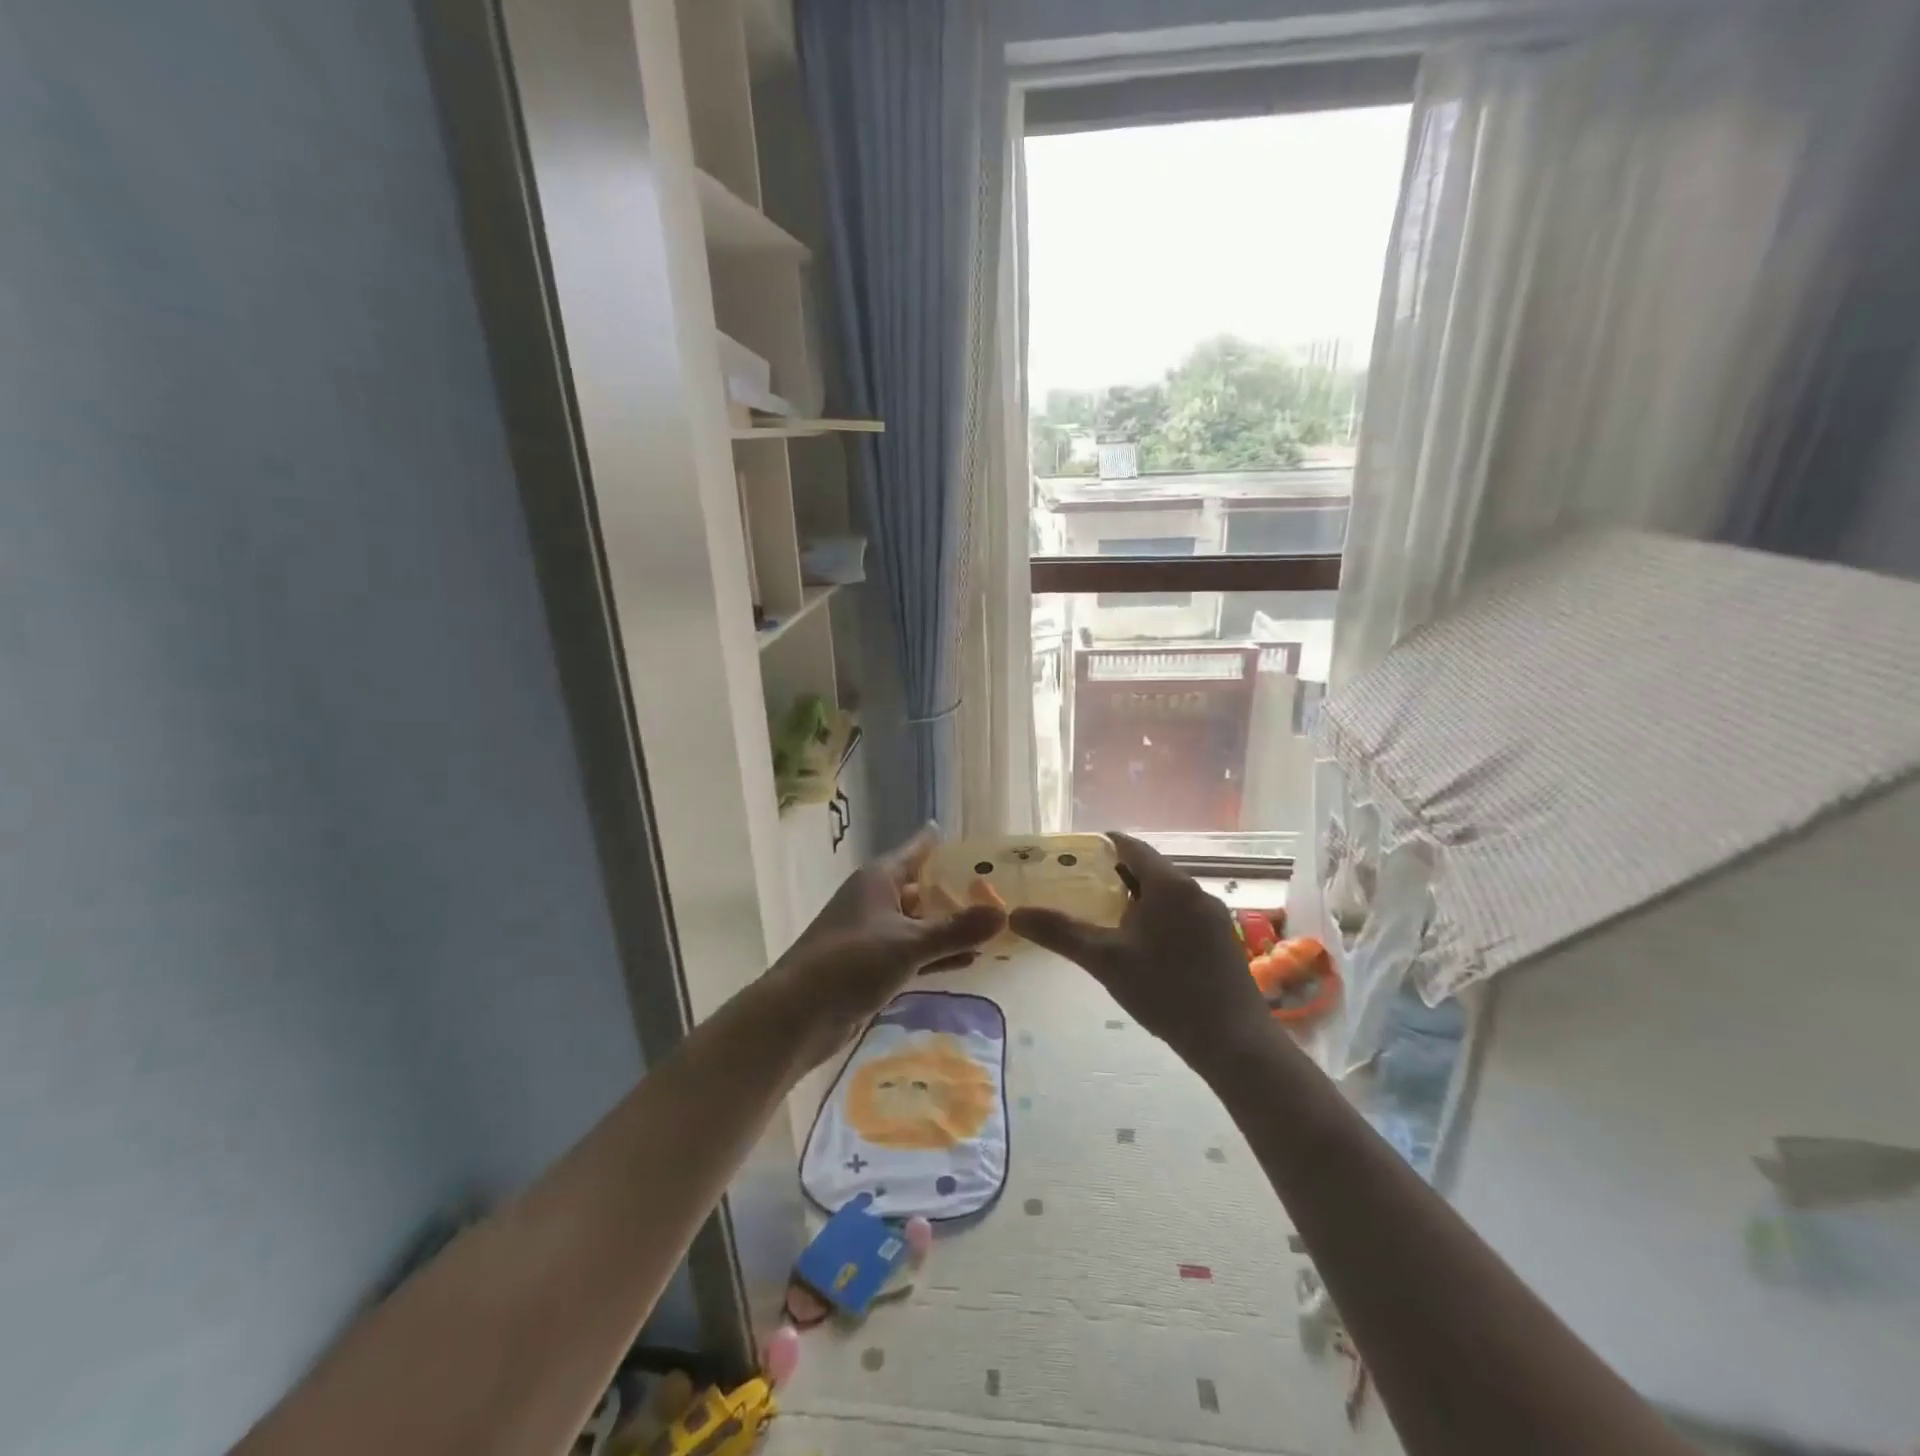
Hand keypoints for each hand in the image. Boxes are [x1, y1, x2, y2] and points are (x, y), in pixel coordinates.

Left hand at [768, 826, 1004, 1066]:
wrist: (798, 1015)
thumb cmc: (851, 963)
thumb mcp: (909, 944)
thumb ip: (956, 930)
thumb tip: (1004, 914)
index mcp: (878, 879)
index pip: (916, 851)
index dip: (940, 843)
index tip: (971, 839)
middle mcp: (875, 900)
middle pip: (921, 887)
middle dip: (955, 891)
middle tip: (998, 889)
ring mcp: (872, 934)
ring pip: (919, 923)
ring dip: (949, 926)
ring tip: (991, 926)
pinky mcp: (872, 966)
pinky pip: (913, 952)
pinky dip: (937, 954)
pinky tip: (968, 961)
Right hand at [1009, 831, 1270, 1066]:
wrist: (1232, 1040)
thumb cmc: (1164, 990)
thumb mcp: (1105, 960)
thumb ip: (1061, 933)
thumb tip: (1016, 914)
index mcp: (1168, 884)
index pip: (1132, 847)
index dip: (1105, 845)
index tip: (1079, 853)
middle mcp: (1195, 890)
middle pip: (1151, 869)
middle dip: (1118, 875)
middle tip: (1085, 888)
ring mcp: (1214, 916)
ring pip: (1169, 894)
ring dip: (1140, 898)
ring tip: (1109, 918)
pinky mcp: (1223, 940)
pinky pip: (1184, 914)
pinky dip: (1160, 917)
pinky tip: (1145, 946)